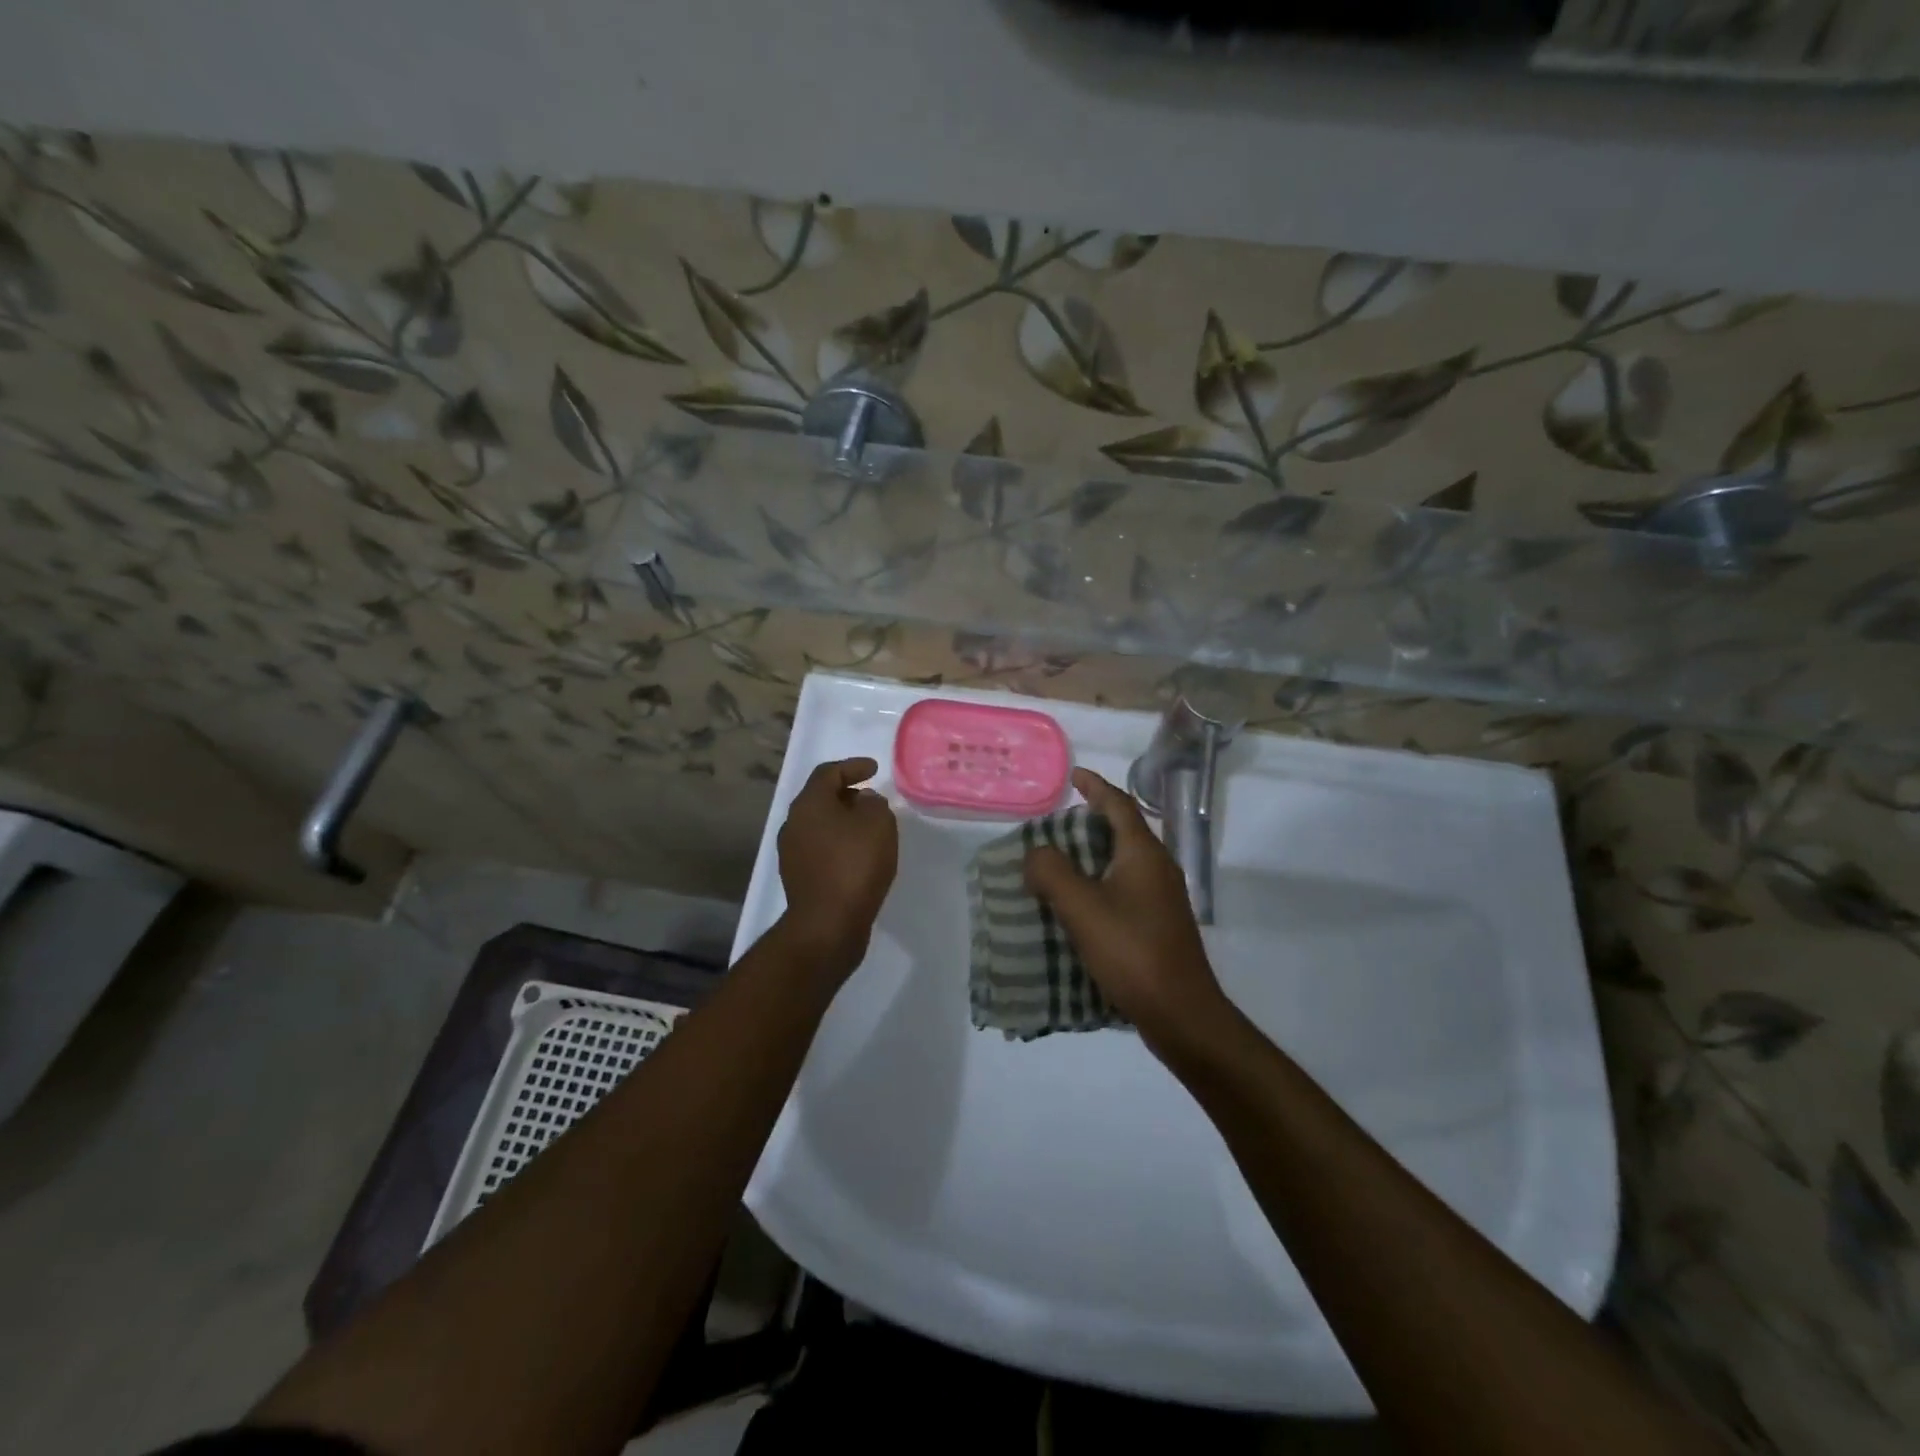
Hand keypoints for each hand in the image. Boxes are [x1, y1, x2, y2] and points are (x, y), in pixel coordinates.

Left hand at [776, 756, 898, 975]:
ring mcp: (792, 853)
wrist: (827, 925)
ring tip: (869, 829)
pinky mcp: (798, 878)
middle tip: (872, 800)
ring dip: (843, 822)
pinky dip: (839, 844)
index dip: (853, 767)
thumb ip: (874, 804)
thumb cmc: (854, 865)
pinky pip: (821, 849)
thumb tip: (864, 802)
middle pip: (820, 798)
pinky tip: (859, 856)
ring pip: (820, 825)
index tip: (874, 769)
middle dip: (847, 794)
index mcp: (809, 804)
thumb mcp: (878, 824)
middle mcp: (794, 824)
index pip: (828, 773)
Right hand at [1025, 767, 1231, 1055]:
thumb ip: (1052, 872)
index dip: (1095, 786)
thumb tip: (1036, 853)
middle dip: (1090, 822)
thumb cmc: (1132, 952)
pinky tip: (1078, 906)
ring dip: (1092, 856)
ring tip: (1058, 863)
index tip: (1073, 775)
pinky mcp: (1160, 924)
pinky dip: (1099, 883)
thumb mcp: (1082, 908)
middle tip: (1054, 825)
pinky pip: (1125, 888)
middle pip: (1122, 830)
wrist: (1182, 1013)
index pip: (1119, 804)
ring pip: (1123, 862)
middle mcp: (1158, 867)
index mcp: (1143, 853)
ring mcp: (1163, 897)